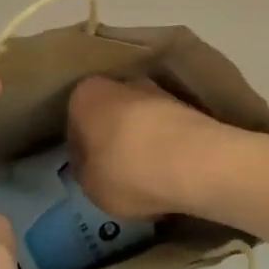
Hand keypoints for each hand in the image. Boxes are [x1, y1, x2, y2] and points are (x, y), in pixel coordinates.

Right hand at [66, 76, 224, 221]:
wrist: (194, 161)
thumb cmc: (126, 170)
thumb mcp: (89, 185)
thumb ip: (84, 170)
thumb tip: (91, 163)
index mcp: (85, 95)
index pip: (74, 123)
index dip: (80, 150)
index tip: (89, 171)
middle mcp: (120, 83)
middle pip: (110, 114)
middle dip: (112, 138)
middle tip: (117, 172)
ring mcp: (158, 91)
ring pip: (141, 120)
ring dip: (142, 141)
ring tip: (149, 176)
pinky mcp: (189, 106)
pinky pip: (168, 130)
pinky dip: (167, 146)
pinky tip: (171, 172)